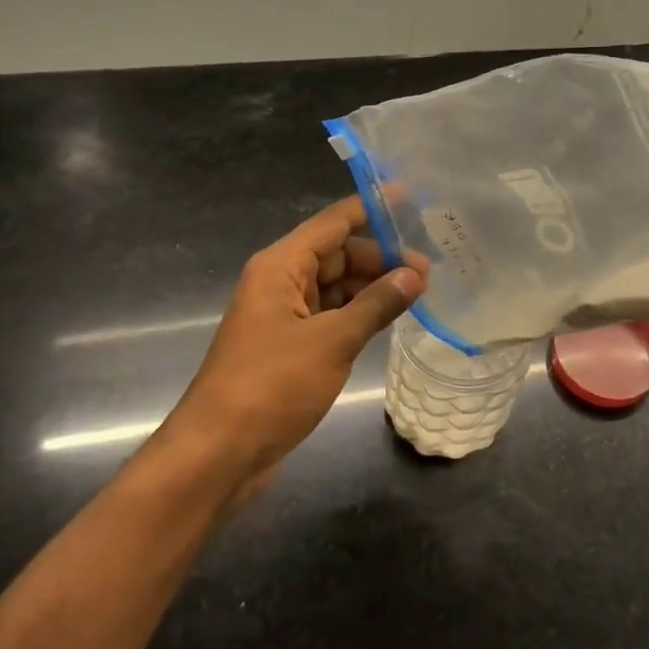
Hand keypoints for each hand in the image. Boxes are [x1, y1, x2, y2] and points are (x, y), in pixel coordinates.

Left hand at [145, 197, 426, 500]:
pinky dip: (359, 314)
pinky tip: (390, 319)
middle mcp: (281, 283)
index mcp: (281, 267)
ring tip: (419, 294)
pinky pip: (331, 316)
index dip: (371, 208)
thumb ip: (376, 304)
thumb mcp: (332, 341)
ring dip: (372, 288)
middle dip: (380, 258)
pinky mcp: (290, 346)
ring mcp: (285, 316)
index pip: (333, 223)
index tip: (410, 196)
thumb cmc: (272, 386)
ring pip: (336, 287)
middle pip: (337, 254)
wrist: (219, 452)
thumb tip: (415, 274)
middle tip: (429, 272)